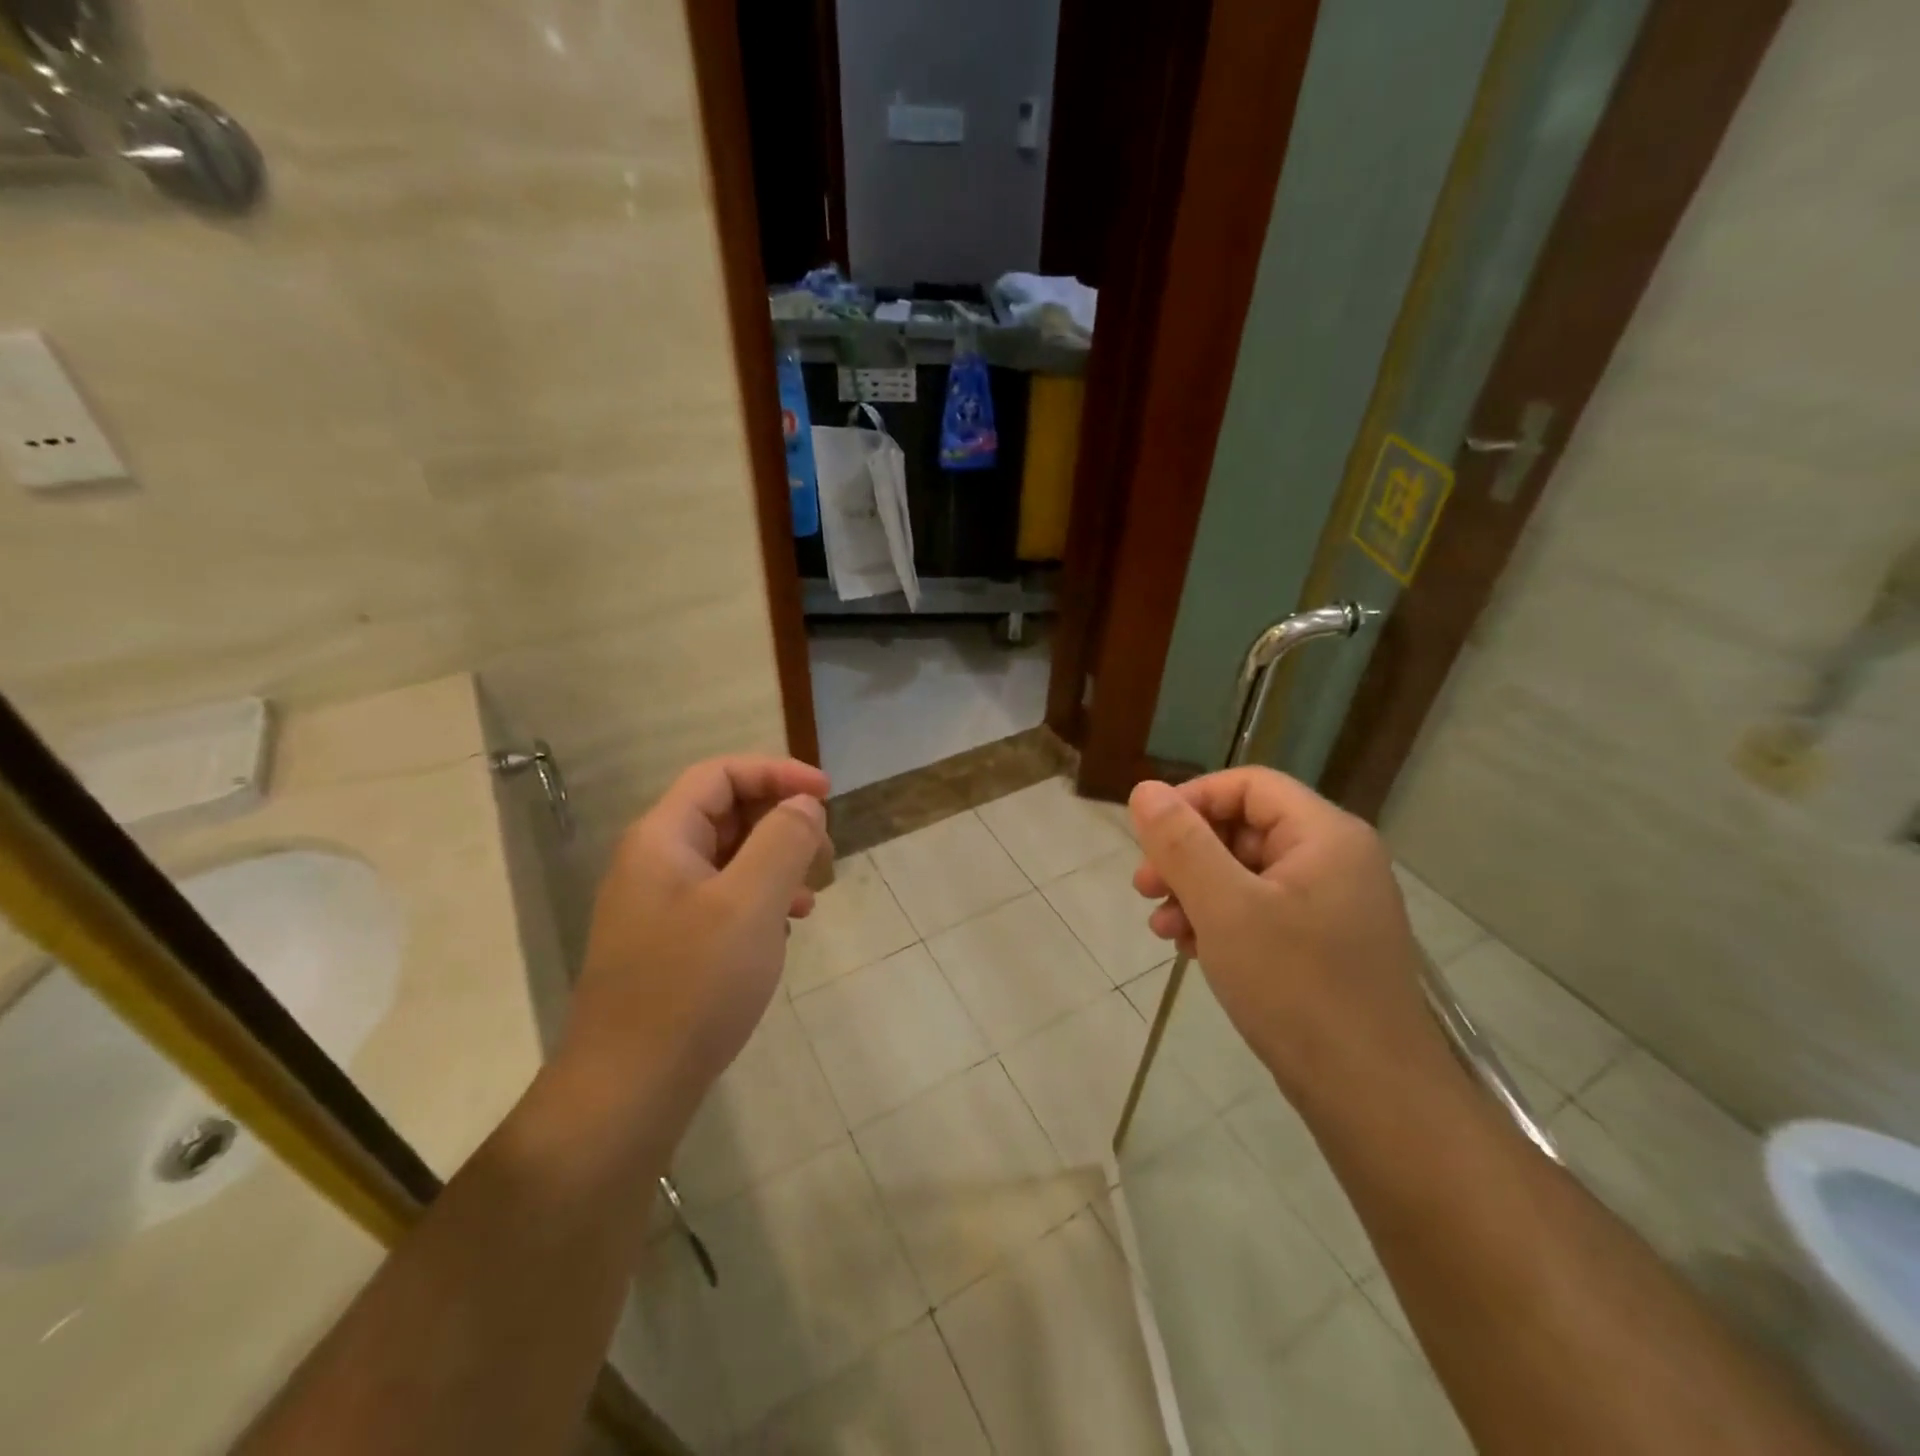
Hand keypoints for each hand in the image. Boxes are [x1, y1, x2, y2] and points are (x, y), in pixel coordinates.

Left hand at [561, 754, 830, 1124]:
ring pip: (728, 857)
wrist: (629, 1088)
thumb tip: (803, 805)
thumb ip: (783, 840)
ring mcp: (658, 904)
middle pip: (725, 812)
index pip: (721, 774)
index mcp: (662, 838)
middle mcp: (654, 861)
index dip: (777, 773)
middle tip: (825, 853)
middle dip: (781, 821)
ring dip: (775, 862)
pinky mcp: (669, 941)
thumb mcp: (750, 904)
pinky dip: (759, 898)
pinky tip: (784, 928)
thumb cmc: (693, 985)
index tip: (827, 795)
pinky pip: (722, 896)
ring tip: (811, 895)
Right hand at [1128, 769, 1444, 1098]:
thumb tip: (1145, 789)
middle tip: (1144, 888)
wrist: (1375, 1100)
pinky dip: (1221, 922)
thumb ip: (1182, 844)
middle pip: (1245, 828)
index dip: (1192, 800)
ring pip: (1247, 874)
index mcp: (1325, 835)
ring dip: (1196, 892)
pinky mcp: (1324, 946)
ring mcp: (1332, 906)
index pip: (1249, 785)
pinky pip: (1261, 912)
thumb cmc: (1298, 989)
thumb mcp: (1226, 909)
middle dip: (1187, 854)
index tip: (1149, 837)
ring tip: (1161, 928)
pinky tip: (1190, 949)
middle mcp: (1335, 860)